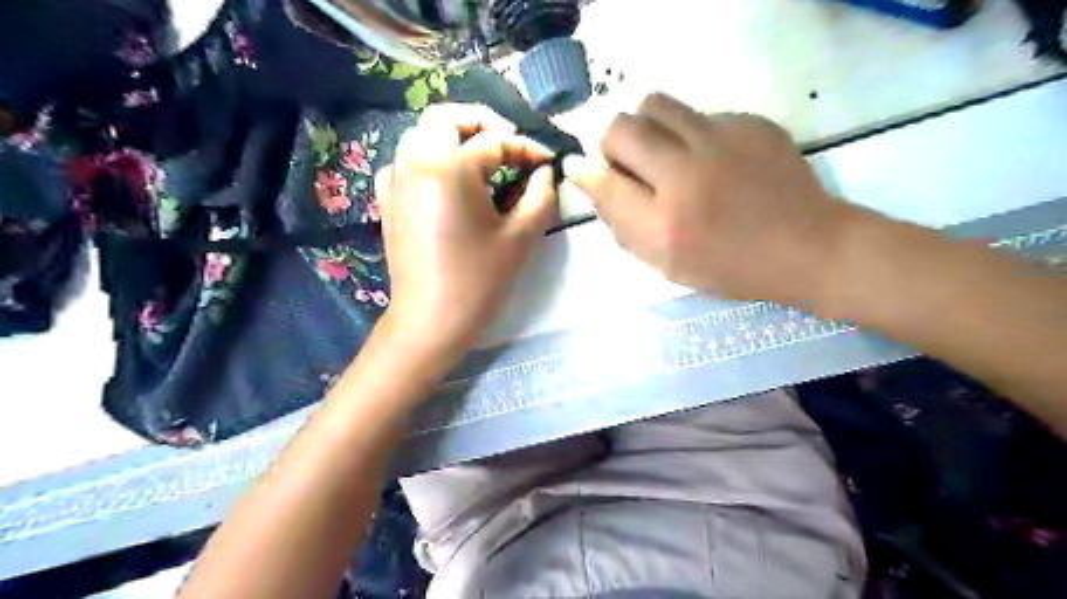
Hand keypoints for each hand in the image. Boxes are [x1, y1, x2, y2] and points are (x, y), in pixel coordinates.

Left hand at [378, 101, 557, 357]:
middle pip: (447, 118)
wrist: (430, 319)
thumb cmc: (479, 280)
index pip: (495, 142)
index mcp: (449, 167)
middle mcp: (415, 161)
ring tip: (485, 161)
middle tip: (510, 144)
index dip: (527, 148)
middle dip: (483, 123)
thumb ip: (540, 195)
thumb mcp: (520, 237)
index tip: (547, 161)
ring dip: (455, 137)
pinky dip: (431, 158)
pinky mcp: (387, 198)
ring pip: (423, 134)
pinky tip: (450, 182)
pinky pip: (407, 160)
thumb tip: (545, 172)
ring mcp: (395, 178)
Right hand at [566, 93, 855, 307]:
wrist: (806, 248)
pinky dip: (690, 135)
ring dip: (646, 128)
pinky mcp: (749, 122)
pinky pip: (697, 114)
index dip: (585, 172)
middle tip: (630, 166)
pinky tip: (713, 161)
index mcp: (663, 224)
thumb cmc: (728, 266)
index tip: (583, 170)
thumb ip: (621, 223)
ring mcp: (721, 141)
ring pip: (655, 104)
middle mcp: (685, 174)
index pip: (602, 180)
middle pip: (621, 128)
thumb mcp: (665, 262)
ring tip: (665, 153)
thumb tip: (588, 177)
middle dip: (612, 145)